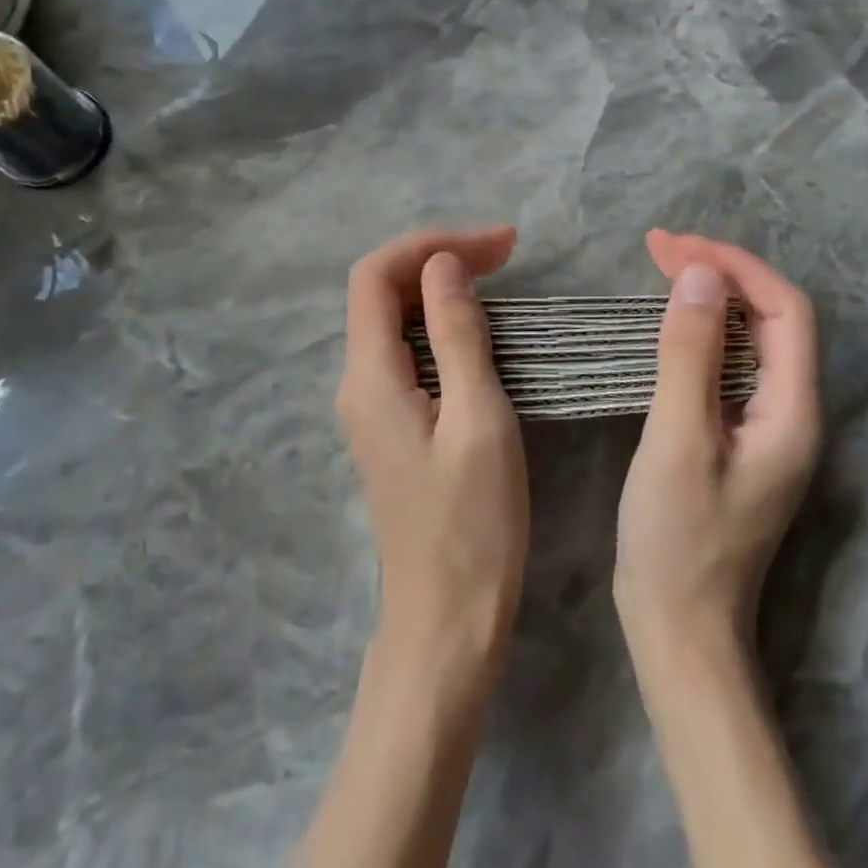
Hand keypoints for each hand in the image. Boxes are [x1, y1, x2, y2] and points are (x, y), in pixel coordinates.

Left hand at [337, 225, 527, 689]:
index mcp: (370, 376)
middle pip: (382, 292)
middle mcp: (358, 383)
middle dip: (439, 258)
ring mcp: (372, 405)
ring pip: (395, 319)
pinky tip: (480, 328)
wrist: (446, 623)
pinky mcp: (393, 424)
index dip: (431, 245)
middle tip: (508, 253)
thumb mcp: (478, 420)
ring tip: (500, 276)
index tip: (498, 245)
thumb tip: (442, 265)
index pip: (376, 275)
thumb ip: (456, 336)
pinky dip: (442, 323)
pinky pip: (408, 350)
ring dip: (442, 288)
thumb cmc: (472, 526)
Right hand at [615, 230, 821, 657]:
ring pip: (751, 338)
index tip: (674, 246)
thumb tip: (702, 275)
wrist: (679, 628)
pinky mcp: (739, 437)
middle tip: (658, 247)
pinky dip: (702, 330)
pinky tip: (671, 322)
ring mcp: (766, 426)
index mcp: (792, 411)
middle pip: (772, 318)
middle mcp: (792, 412)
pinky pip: (730, 364)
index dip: (736, 266)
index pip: (785, 311)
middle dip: (722, 272)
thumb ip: (691, 355)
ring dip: (712, 296)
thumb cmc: (677, 539)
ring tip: (662, 268)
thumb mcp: (677, 440)